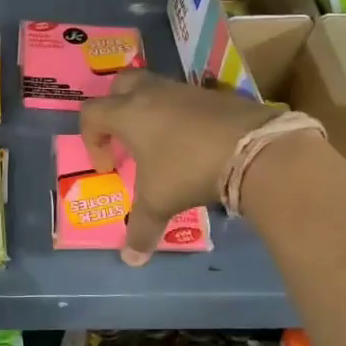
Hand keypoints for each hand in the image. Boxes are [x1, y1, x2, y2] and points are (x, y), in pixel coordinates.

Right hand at [81, 72, 273, 264]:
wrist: (254, 150)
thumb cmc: (189, 171)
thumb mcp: (159, 203)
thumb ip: (141, 229)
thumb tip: (131, 259)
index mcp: (129, 113)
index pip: (91, 113)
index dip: (91, 139)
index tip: (109, 167)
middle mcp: (153, 94)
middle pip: (121, 86)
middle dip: (116, 109)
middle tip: (125, 138)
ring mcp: (186, 90)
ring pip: (157, 88)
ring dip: (151, 110)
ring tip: (162, 144)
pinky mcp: (216, 94)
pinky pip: (189, 99)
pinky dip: (184, 116)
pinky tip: (196, 143)